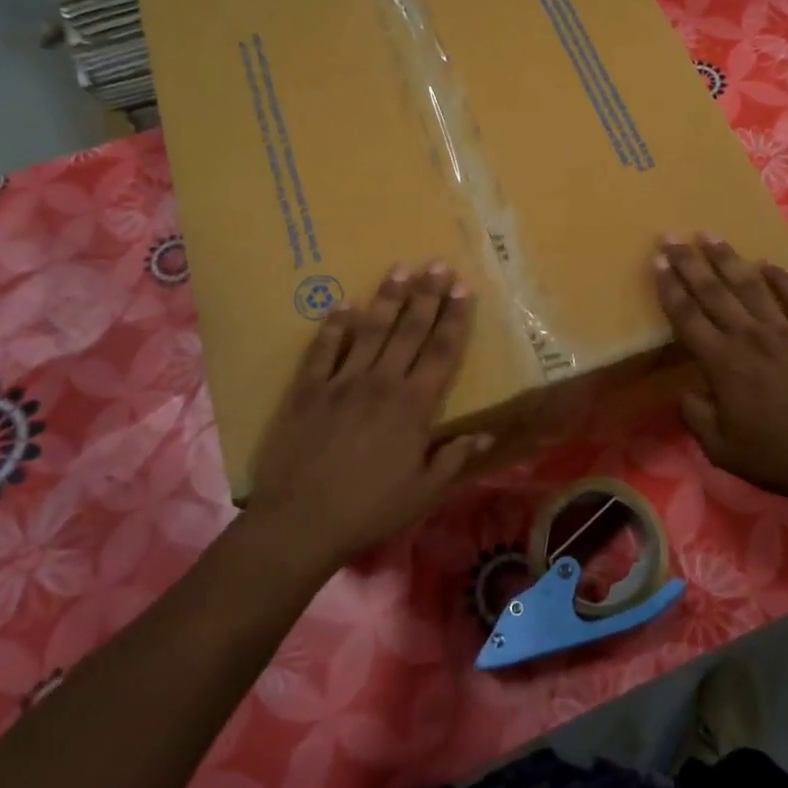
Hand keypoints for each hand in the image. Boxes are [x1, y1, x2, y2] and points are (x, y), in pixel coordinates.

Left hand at [248, 262, 489, 569]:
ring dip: (387, 298)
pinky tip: (343, 305)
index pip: (442, 352)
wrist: (301, 523)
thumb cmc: (369, 510)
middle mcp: (381, 383)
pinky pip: (323, 350)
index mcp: (413, 406)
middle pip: (409, 330)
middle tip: (438, 265)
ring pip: (370, 330)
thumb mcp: (423, 493)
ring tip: (400, 268)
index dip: (455, 318)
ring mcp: (341, 382)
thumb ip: (454, 458)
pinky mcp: (307, 390)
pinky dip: (334, 326)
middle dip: (427, 295)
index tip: (464, 289)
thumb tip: (487, 435)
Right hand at [654, 235, 787, 520]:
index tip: (656, 261)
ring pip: (751, 286)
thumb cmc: (779, 458)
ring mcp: (787, 332)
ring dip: (728, 259)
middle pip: (714, 291)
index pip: (687, 317)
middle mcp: (750, 337)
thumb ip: (695, 417)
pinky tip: (768, 264)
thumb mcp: (721, 450)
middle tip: (673, 235)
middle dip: (690, 261)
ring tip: (711, 235)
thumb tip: (684, 392)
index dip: (669, 287)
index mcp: (722, 364)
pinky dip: (782, 279)